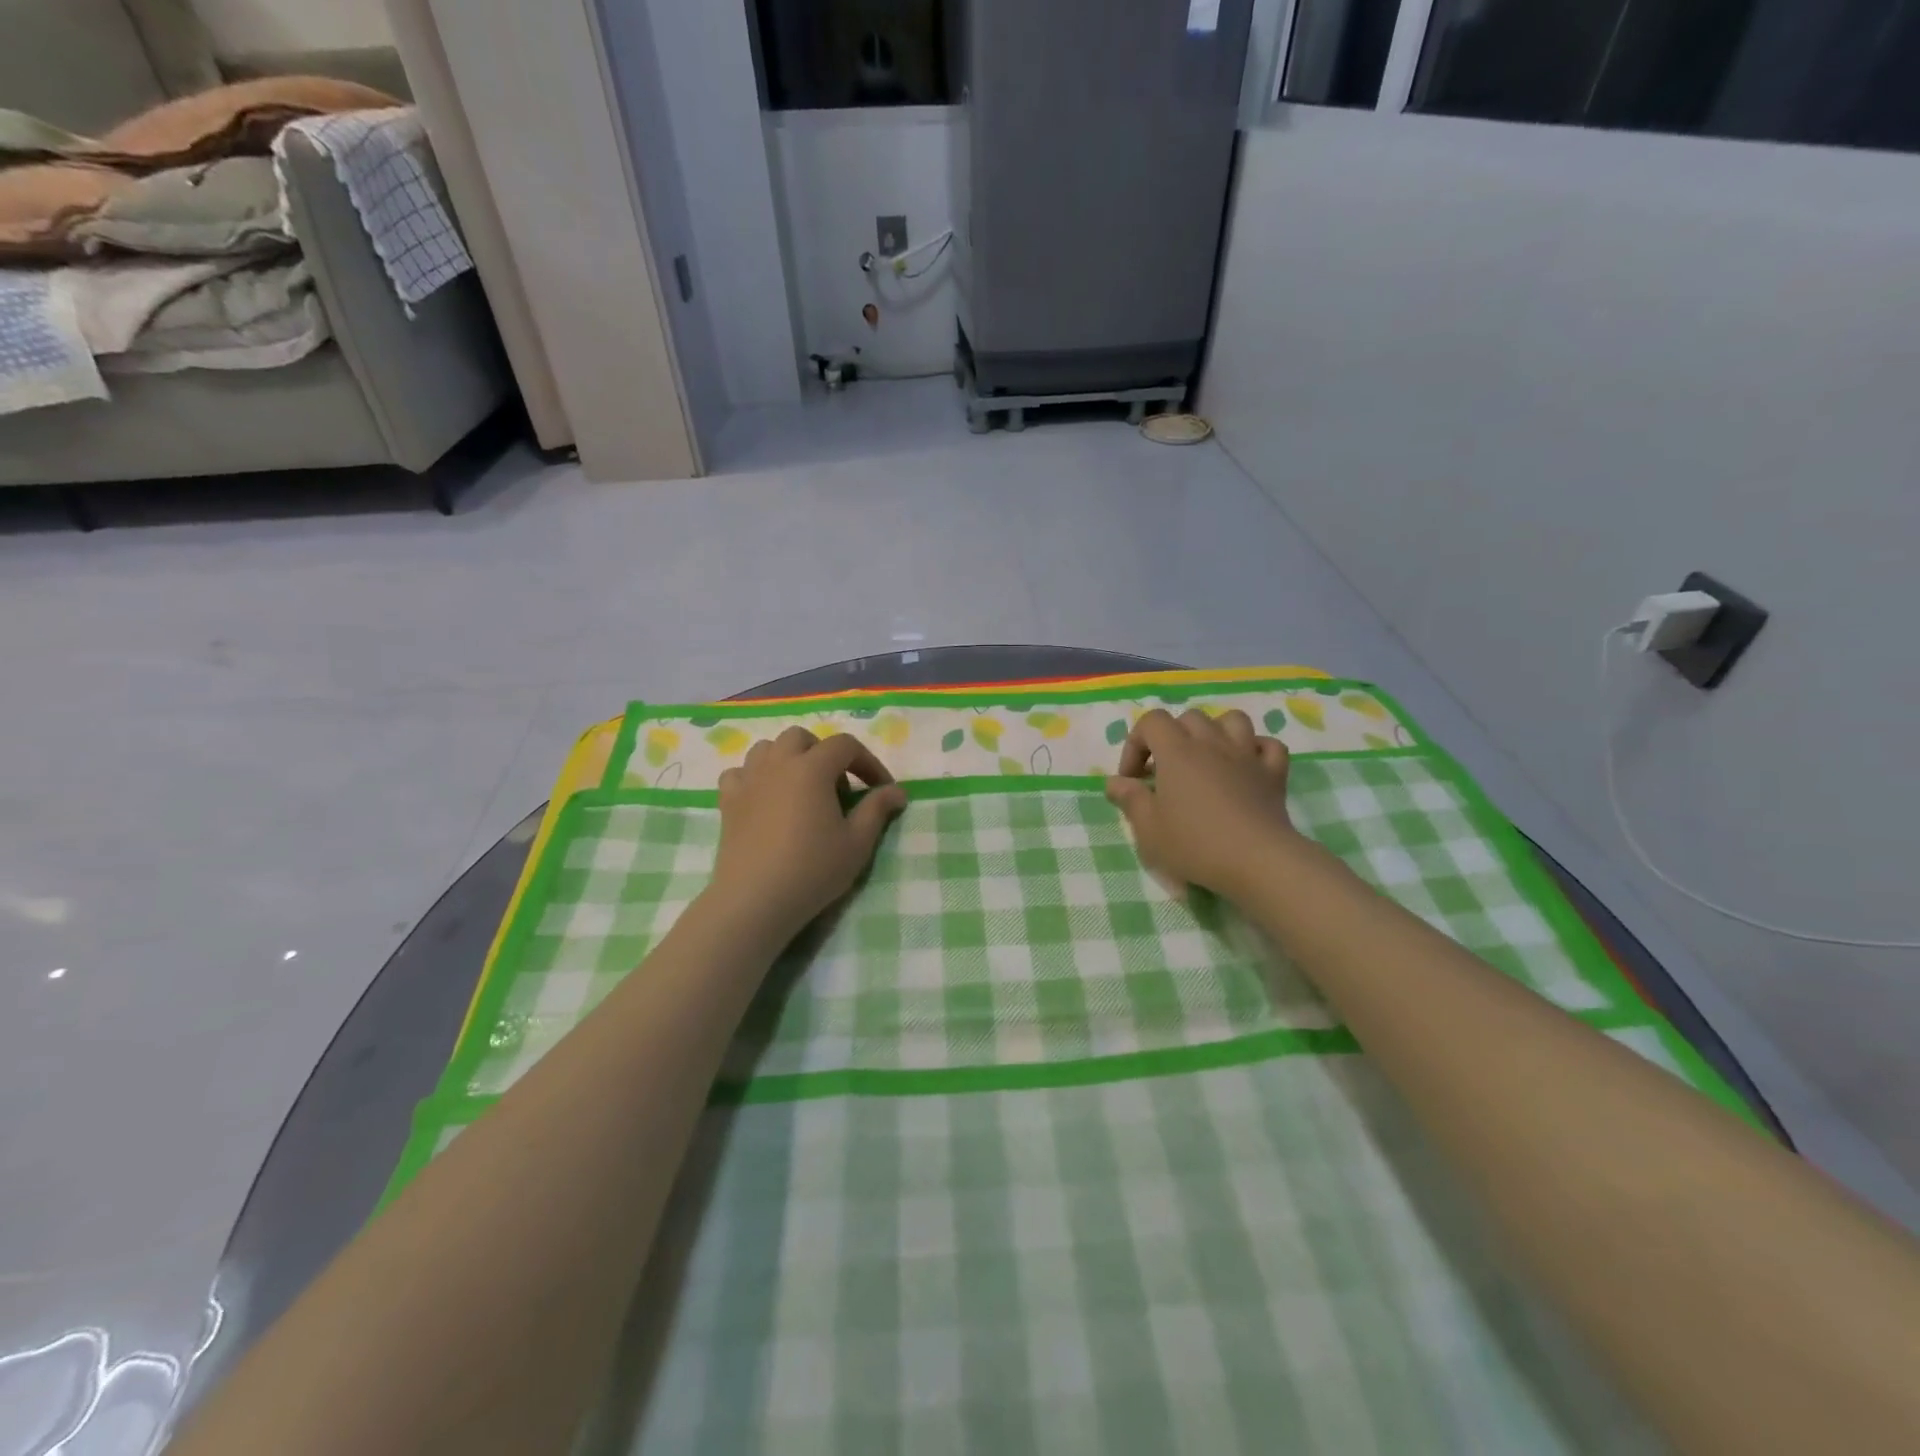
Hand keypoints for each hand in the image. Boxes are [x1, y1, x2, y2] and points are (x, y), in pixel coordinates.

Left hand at [708, 728, 907, 941]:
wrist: (755, 899)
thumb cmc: (812, 869)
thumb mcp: (857, 842)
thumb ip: (877, 809)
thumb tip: (897, 791)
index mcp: (812, 768)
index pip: (845, 745)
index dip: (868, 762)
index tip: (879, 789)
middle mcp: (778, 763)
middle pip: (802, 738)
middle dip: (824, 753)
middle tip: (837, 786)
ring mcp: (748, 780)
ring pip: (767, 748)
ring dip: (788, 758)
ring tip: (801, 788)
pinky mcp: (728, 800)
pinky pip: (740, 772)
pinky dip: (755, 777)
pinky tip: (765, 798)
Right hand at [1106, 708, 1306, 901]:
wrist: (1257, 861)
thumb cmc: (1196, 844)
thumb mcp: (1148, 829)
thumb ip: (1130, 799)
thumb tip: (1115, 782)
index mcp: (1177, 752)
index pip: (1151, 721)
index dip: (1136, 744)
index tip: (1133, 779)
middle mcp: (1212, 743)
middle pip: (1189, 718)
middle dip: (1172, 737)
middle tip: (1166, 772)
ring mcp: (1247, 755)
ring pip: (1232, 720)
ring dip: (1216, 732)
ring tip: (1207, 758)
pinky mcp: (1274, 773)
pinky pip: (1269, 746)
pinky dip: (1257, 750)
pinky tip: (1247, 767)